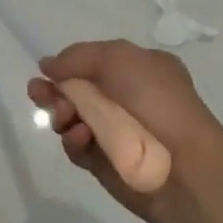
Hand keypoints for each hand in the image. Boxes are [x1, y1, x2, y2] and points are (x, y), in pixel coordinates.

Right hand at [27, 40, 222, 219]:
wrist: (184, 165)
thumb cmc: (156, 101)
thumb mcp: (119, 58)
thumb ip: (78, 57)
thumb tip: (47, 65)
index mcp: (138, 69)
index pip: (93, 61)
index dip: (67, 65)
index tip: (46, 71)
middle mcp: (127, 97)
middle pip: (77, 90)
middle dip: (55, 90)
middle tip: (38, 93)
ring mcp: (115, 131)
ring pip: (72, 118)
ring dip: (61, 113)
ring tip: (63, 116)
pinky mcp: (104, 162)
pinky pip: (78, 147)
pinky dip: (74, 140)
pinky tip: (81, 137)